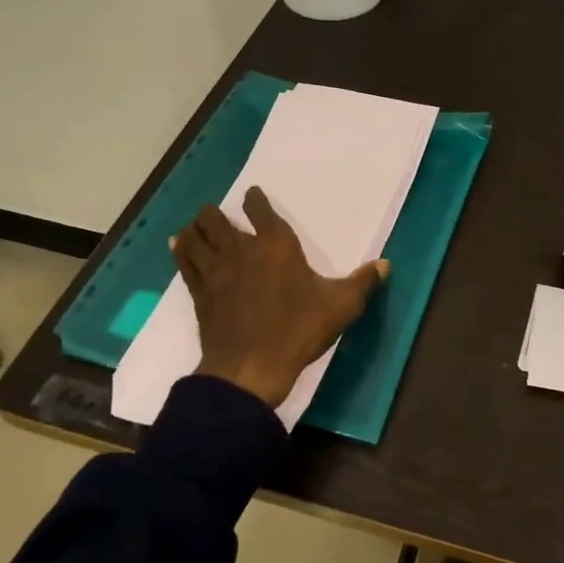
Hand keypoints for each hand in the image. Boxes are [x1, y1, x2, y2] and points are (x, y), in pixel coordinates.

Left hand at [172, 186, 388, 409]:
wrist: (251, 366)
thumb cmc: (298, 330)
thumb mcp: (341, 307)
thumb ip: (363, 282)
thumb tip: (385, 264)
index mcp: (276, 246)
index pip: (261, 210)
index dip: (256, 200)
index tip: (253, 195)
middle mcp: (241, 250)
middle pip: (217, 219)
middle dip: (216, 212)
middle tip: (216, 212)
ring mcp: (216, 271)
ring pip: (196, 237)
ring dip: (195, 227)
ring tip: (195, 224)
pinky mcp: (200, 293)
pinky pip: (185, 262)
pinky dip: (181, 250)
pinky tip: (178, 244)